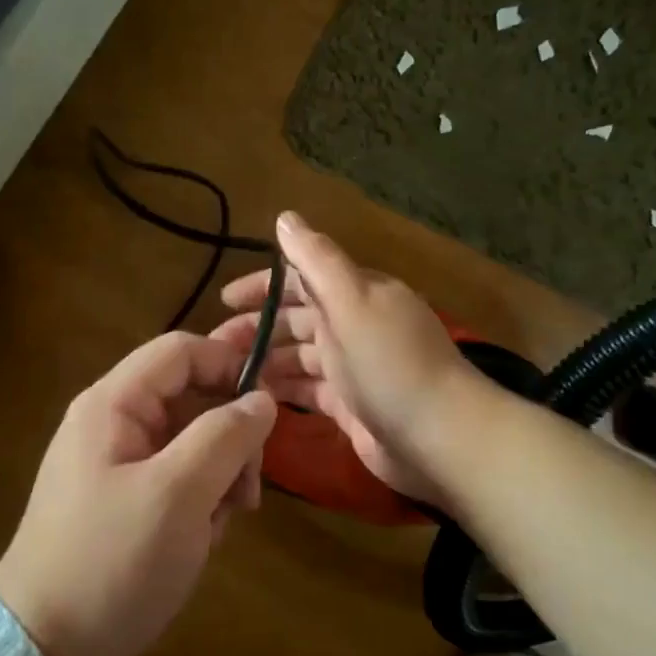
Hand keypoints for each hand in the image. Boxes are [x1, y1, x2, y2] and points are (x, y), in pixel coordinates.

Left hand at [0, 331, 275, 655]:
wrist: (45, 651)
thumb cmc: (113, 561)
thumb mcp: (179, 494)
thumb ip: (225, 435)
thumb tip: (262, 398)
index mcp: (113, 403)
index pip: (181, 351)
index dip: (229, 366)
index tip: (270, 409)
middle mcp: (113, 422)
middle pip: (191, 396)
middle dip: (229, 437)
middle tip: (248, 489)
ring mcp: (117, 462)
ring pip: (191, 441)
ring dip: (220, 475)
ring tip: (223, 523)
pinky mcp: (124, 499)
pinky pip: (177, 477)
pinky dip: (200, 501)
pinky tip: (202, 538)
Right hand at [212, 212, 473, 511]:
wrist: (441, 438)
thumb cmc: (390, 364)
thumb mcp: (352, 300)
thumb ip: (317, 259)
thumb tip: (285, 217)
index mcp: (358, 295)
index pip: (302, 279)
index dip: (263, 287)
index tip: (223, 300)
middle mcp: (356, 326)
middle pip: (297, 320)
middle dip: (256, 328)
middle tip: (213, 348)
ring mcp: (354, 369)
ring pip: (300, 357)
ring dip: (266, 360)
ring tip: (225, 375)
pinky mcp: (352, 407)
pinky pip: (309, 391)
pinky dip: (284, 390)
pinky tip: (255, 398)